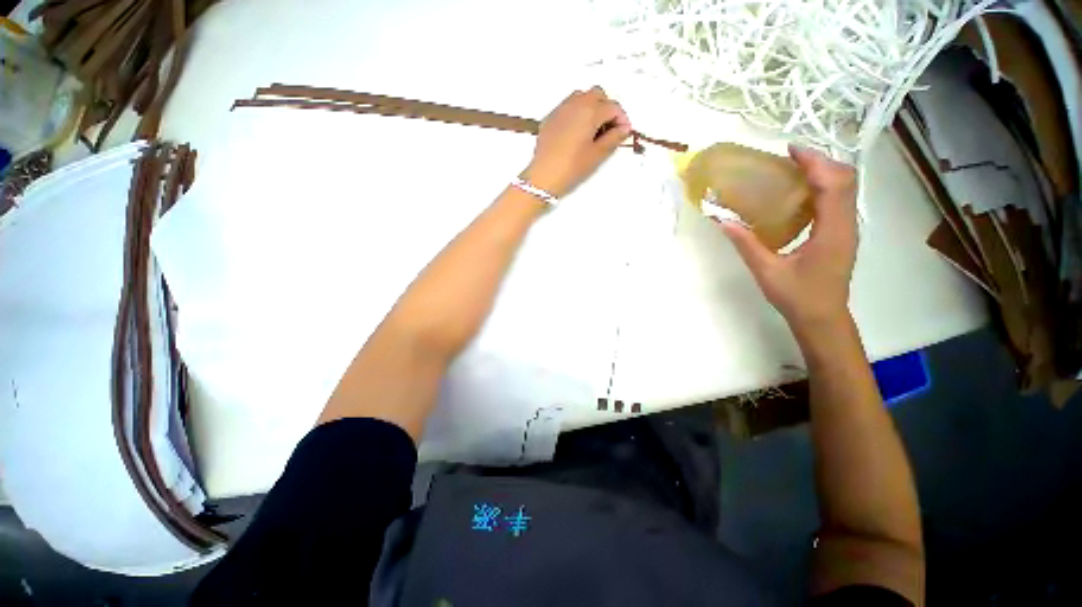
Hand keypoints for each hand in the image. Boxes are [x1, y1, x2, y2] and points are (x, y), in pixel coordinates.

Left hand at [520, 86, 631, 197]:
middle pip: (597, 94)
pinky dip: (577, 113)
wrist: (543, 176)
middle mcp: (575, 103)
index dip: (621, 119)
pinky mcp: (550, 118)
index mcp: (590, 110)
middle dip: (606, 108)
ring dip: (591, 108)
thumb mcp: (597, 155)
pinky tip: (576, 133)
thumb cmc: (572, 167)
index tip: (623, 133)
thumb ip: (613, 138)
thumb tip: (624, 128)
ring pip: (581, 97)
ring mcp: (560, 109)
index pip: (613, 107)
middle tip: (608, 130)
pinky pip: (568, 107)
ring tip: (592, 131)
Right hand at [717, 146, 857, 331]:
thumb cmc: (797, 297)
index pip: (832, 185)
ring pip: (846, 188)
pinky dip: (824, 187)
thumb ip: (746, 244)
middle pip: (846, 179)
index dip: (814, 163)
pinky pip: (839, 200)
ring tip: (794, 170)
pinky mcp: (843, 234)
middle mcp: (847, 225)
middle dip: (821, 162)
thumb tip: (723, 221)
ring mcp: (848, 229)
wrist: (823, 318)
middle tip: (790, 159)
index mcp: (831, 232)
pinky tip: (801, 194)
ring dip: (824, 172)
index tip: (790, 150)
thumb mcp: (766, 271)